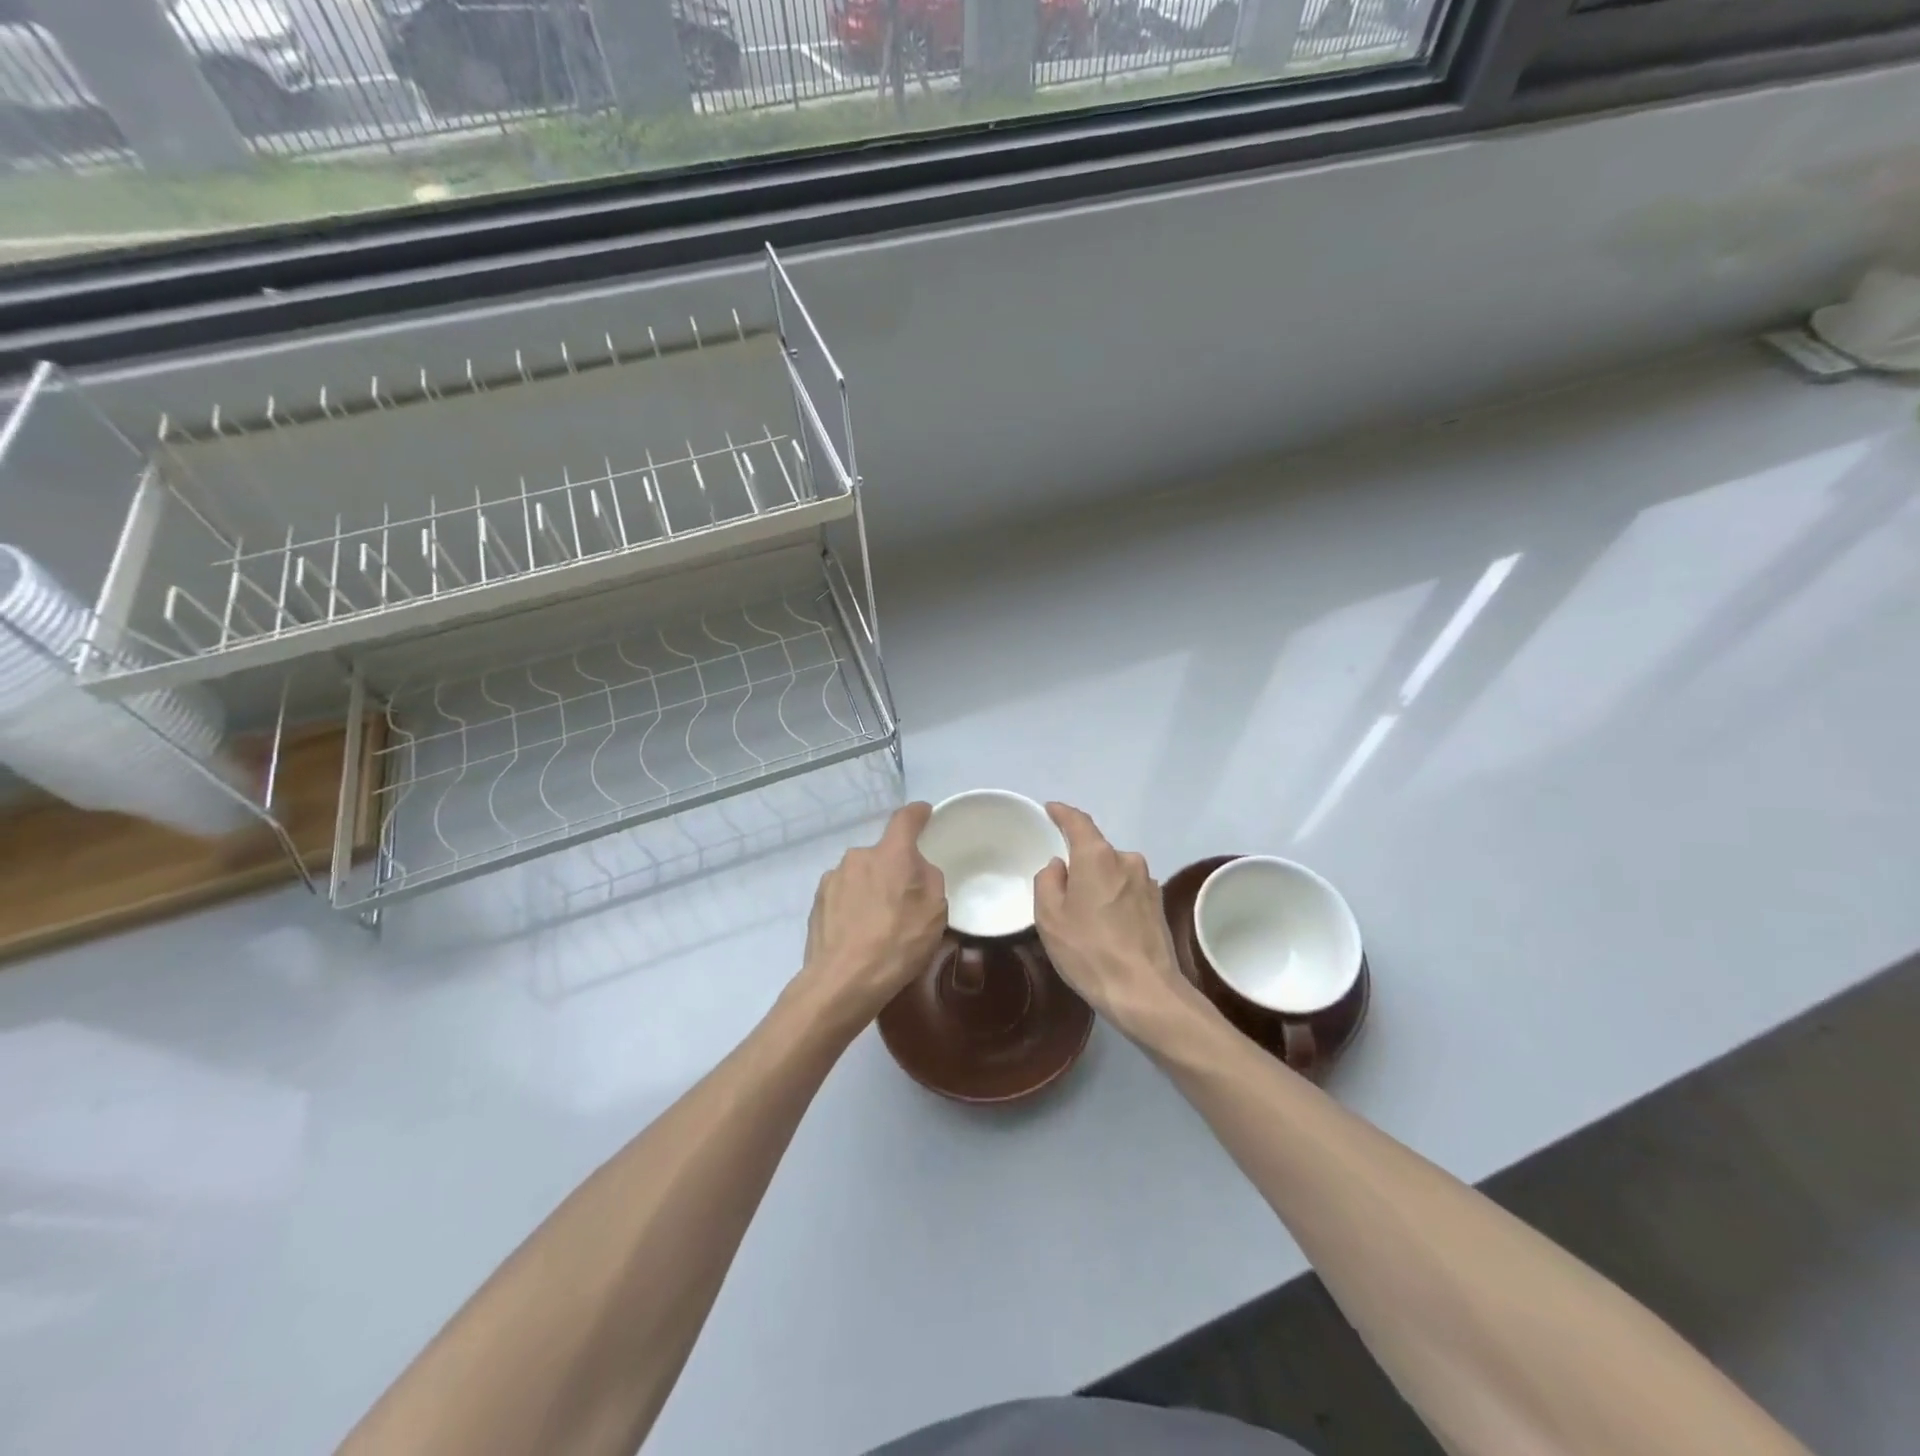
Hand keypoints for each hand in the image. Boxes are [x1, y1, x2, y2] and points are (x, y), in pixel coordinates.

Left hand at [796, 802, 947, 1032]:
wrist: (843, 981)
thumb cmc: (897, 943)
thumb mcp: (935, 912)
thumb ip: (930, 879)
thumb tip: (917, 870)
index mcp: (891, 854)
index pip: (905, 819)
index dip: (917, 814)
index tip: (924, 814)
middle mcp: (858, 856)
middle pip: (883, 854)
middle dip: (894, 869)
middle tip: (905, 900)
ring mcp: (833, 878)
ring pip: (861, 875)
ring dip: (871, 889)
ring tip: (878, 923)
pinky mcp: (817, 901)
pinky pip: (843, 894)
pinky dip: (853, 906)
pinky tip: (858, 933)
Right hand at [1033, 803, 1198, 1043]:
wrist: (1145, 992)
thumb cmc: (1089, 950)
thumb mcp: (1049, 917)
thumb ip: (1047, 881)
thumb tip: (1059, 866)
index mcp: (1097, 856)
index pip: (1078, 822)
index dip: (1062, 813)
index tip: (1051, 809)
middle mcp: (1126, 860)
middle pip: (1097, 851)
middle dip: (1079, 863)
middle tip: (1062, 891)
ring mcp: (1148, 882)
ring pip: (1113, 872)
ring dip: (1099, 884)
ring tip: (1086, 916)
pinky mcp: (1159, 905)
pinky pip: (1128, 891)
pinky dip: (1115, 900)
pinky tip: (1108, 927)